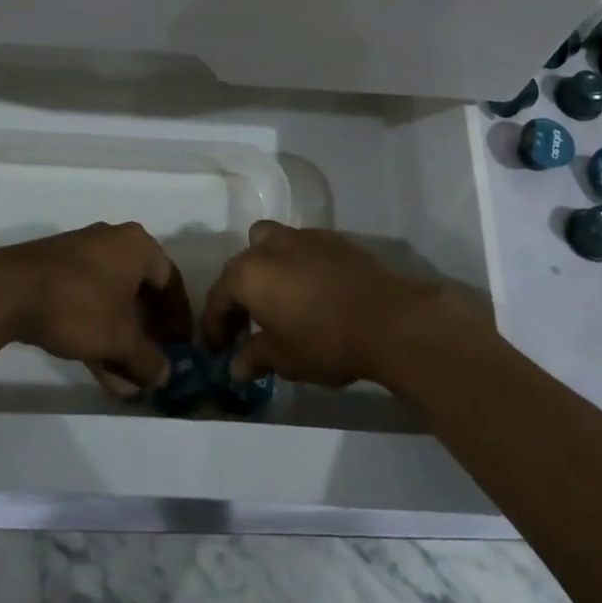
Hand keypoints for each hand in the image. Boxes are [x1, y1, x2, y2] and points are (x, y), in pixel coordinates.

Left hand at [0, 222, 178, 394]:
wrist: (7, 291)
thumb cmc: (78, 305)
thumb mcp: (118, 338)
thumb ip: (147, 359)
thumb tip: (166, 376)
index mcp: (137, 246)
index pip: (170, 282)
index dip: (179, 318)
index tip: (182, 347)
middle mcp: (114, 243)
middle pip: (142, 292)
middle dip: (148, 334)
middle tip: (154, 363)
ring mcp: (82, 256)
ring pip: (113, 302)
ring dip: (122, 341)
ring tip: (127, 382)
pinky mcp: (57, 273)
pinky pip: (90, 303)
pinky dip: (99, 333)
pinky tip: (101, 372)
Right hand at [201, 221, 463, 387]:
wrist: (387, 319)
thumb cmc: (325, 341)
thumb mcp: (284, 358)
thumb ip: (255, 356)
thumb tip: (236, 366)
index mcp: (248, 274)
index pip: (218, 298)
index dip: (214, 327)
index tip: (217, 350)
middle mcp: (268, 247)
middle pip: (240, 267)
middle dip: (237, 296)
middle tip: (244, 327)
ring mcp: (301, 237)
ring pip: (268, 243)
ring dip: (264, 267)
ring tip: (275, 298)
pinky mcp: (330, 238)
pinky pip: (299, 247)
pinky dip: (293, 264)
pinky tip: (308, 290)